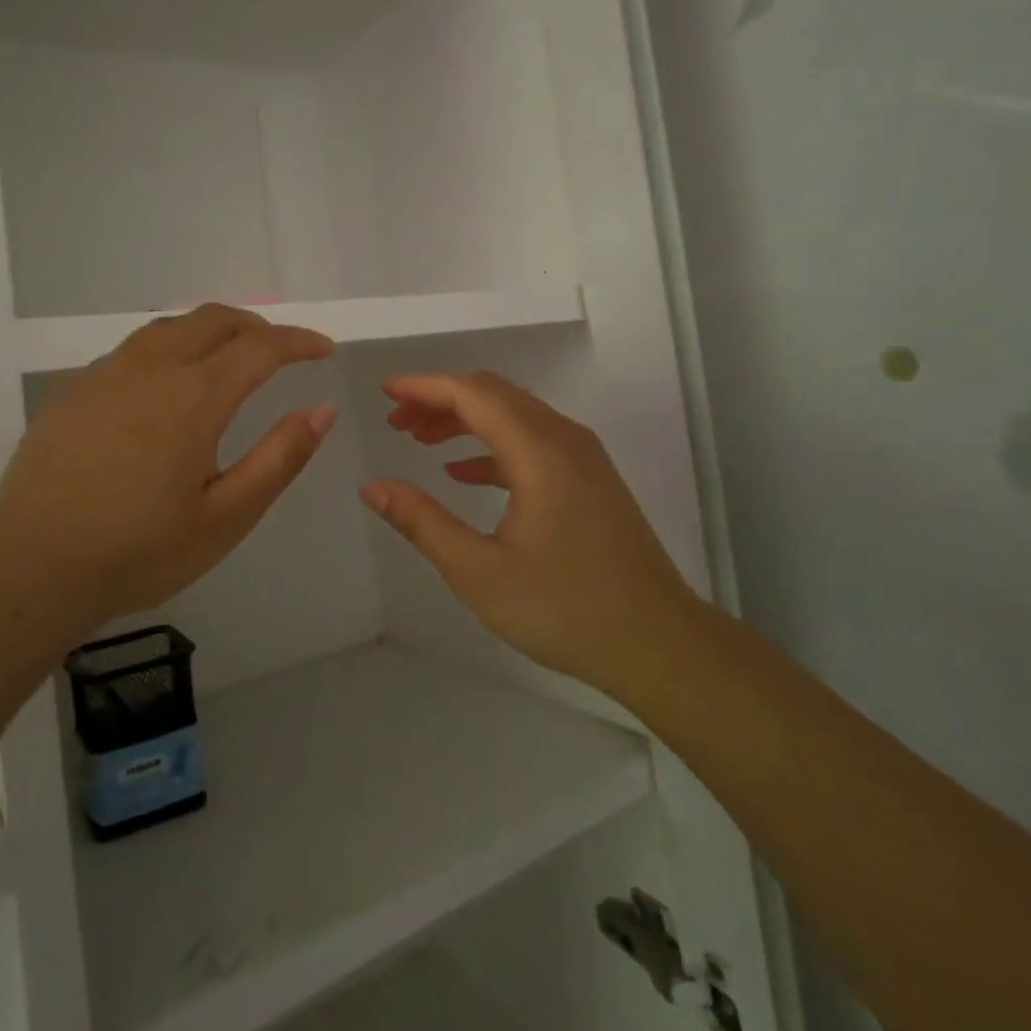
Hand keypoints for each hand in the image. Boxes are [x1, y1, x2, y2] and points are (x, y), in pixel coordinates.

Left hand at [0, 305, 336, 641]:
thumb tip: (323, 409)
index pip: (261, 346)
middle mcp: (151, 367)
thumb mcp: (227, 516)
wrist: (28, 569)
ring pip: (171, 327)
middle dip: (258, 326)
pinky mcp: (74, 390)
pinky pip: (135, 350)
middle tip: (282, 352)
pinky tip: (167, 389)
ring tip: (230, 361)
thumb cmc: (138, 551)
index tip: (324, 350)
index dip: (299, 342)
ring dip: (212, 332)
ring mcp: (106, 374)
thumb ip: (281, 457)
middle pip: (215, 319)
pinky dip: (171, 350)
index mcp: (194, 395)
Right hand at [359, 372, 701, 702]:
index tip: (384, 392)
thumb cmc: (565, 609)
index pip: (473, 394)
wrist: (659, 644)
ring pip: (514, 416)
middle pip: (494, 395)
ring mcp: (583, 459)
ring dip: (465, 421)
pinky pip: (532, 442)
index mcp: (540, 451)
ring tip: (419, 439)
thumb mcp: (479, 571)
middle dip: (440, 399)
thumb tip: (372, 487)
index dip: (424, 386)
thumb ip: (422, 522)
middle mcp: (565, 440)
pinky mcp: (590, 480)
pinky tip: (463, 474)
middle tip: (395, 420)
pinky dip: (492, 447)